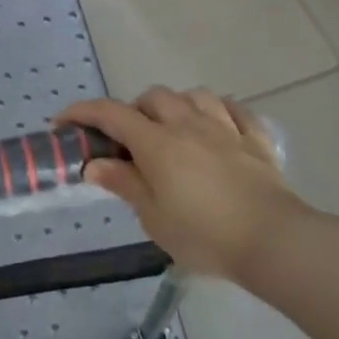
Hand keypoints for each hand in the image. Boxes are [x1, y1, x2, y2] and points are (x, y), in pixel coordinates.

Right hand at [60, 87, 308, 284]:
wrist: (276, 242)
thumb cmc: (205, 234)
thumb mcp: (153, 217)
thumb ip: (124, 183)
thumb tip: (94, 163)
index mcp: (157, 143)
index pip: (110, 114)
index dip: (82, 112)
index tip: (63, 122)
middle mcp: (188, 125)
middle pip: (153, 97)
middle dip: (133, 110)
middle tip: (127, 139)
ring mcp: (226, 130)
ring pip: (195, 95)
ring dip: (176, 105)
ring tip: (171, 127)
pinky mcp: (257, 142)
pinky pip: (236, 110)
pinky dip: (220, 111)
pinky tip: (216, 124)